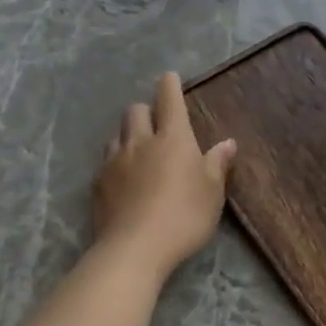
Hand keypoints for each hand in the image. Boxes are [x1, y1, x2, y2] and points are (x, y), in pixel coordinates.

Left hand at [92, 72, 236, 279]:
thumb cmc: (185, 216)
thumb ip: (216, 164)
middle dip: (146, 110)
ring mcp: (115, 162)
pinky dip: (116, 160)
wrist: (135, 248)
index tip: (169, 77)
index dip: (170, 85)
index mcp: (173, 139)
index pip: (169, 100)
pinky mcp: (98, 184)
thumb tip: (227, 142)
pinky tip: (123, 177)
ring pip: (117, 134)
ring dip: (128, 134)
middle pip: (136, 111)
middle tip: (157, 122)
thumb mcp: (212, 192)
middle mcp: (141, 142)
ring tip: (138, 148)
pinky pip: (106, 161)